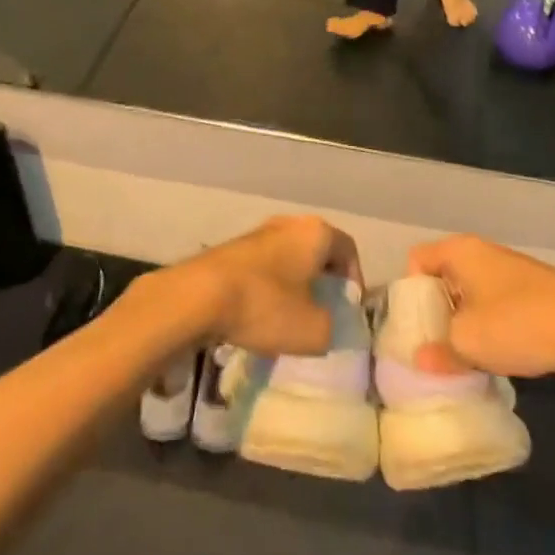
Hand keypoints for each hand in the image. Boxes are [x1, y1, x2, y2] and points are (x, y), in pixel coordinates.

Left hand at [160, 216, 361, 356]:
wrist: (199, 296)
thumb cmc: (266, 306)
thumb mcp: (315, 331)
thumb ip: (333, 327)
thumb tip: (328, 324)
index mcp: (316, 233)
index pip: (349, 250)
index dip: (354, 281)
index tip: (348, 309)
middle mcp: (289, 223)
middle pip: (317, 252)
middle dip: (323, 282)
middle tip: (323, 313)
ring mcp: (258, 232)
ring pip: (289, 258)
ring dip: (295, 285)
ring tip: (291, 318)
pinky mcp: (233, 248)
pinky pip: (264, 266)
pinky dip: (270, 287)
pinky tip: (261, 314)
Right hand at [406, 235, 554, 384]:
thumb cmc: (516, 323)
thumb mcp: (467, 342)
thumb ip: (438, 351)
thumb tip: (421, 360)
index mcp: (460, 251)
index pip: (416, 261)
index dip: (410, 293)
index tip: (413, 326)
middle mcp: (482, 253)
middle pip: (443, 278)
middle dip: (436, 312)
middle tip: (432, 346)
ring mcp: (510, 271)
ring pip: (471, 295)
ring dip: (464, 324)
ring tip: (461, 357)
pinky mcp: (532, 293)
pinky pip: (495, 306)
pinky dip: (489, 327)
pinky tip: (494, 356)